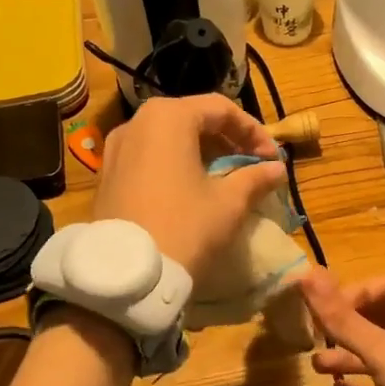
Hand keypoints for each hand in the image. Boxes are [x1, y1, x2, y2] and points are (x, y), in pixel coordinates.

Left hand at [94, 95, 287, 283]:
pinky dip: (175, 163)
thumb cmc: (184, 228)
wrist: (128, 275)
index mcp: (168, 118)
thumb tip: (277, 169)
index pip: (221, 109)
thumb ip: (255, 178)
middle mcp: (137, 123)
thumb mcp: (228, 203)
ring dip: (201, 151)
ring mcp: (116, 148)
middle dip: (227, 139)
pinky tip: (191, 188)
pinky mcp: (107, 174)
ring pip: (169, 137)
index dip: (253, 131)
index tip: (272, 158)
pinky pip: (148, 156)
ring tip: (225, 176)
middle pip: (192, 118)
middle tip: (252, 163)